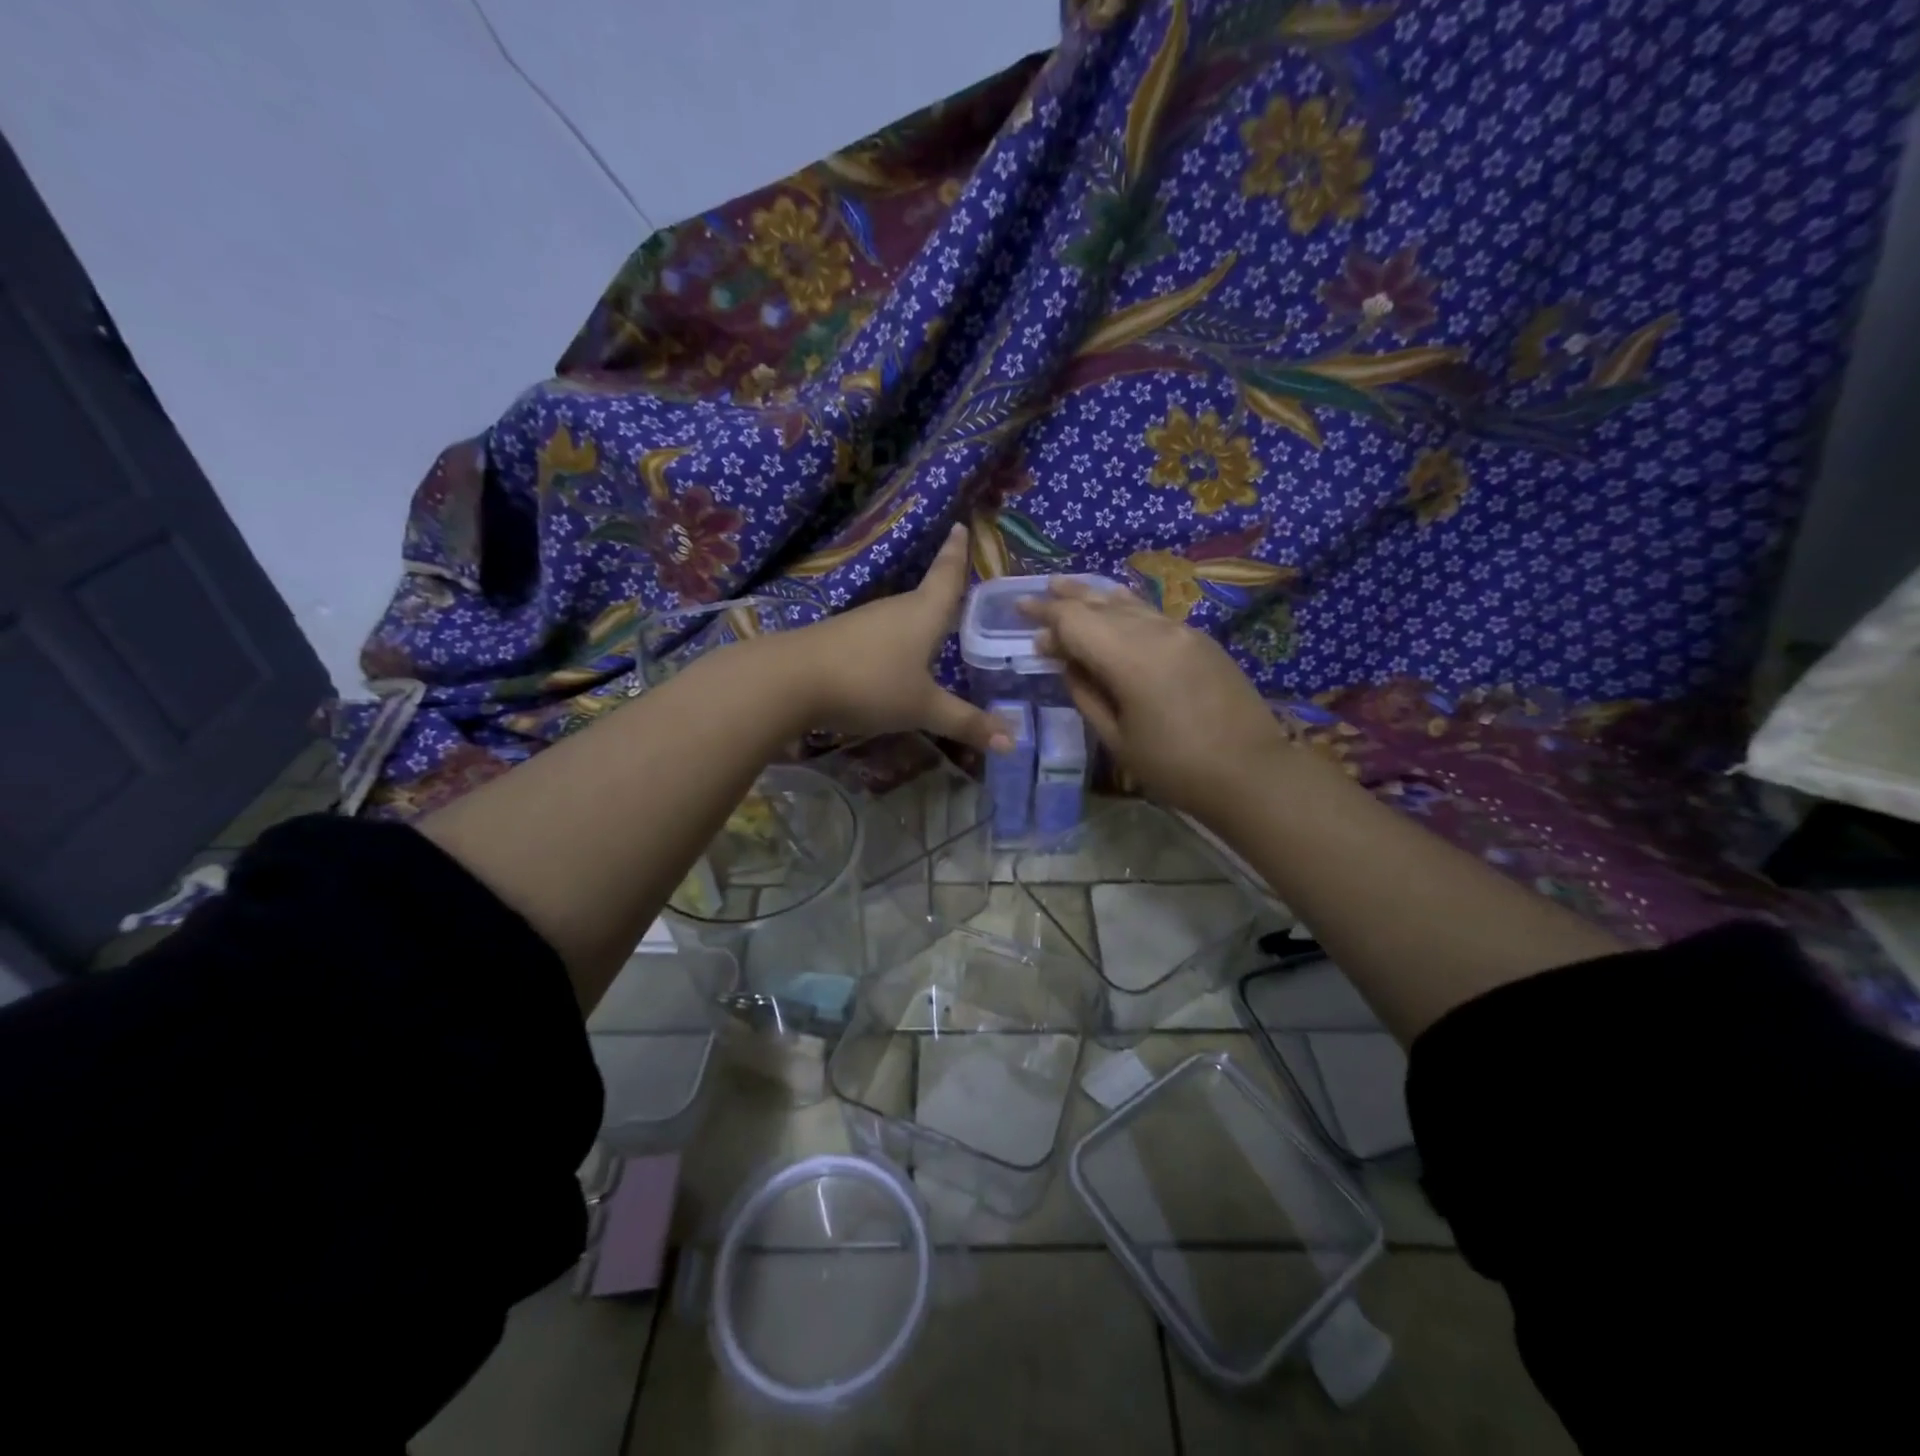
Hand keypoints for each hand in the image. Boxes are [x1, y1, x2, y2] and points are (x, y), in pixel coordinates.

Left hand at [782, 524, 1009, 753]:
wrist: (790, 681)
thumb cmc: (869, 684)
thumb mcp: (922, 708)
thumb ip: (964, 722)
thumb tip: (1012, 742)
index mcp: (923, 613)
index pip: (947, 575)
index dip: (957, 553)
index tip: (960, 526)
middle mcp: (895, 609)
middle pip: (925, 595)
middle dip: (943, 591)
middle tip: (961, 588)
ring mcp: (863, 622)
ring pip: (901, 617)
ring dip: (918, 621)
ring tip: (935, 628)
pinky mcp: (841, 639)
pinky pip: (880, 636)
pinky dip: (895, 643)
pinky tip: (894, 660)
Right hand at [1019, 578, 1289, 814]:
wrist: (1252, 773)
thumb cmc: (1175, 767)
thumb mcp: (1117, 740)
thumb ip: (1086, 694)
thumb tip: (1067, 663)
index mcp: (1130, 659)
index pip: (1075, 621)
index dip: (1045, 616)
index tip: (1021, 613)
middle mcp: (1156, 632)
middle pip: (1100, 604)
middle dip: (1065, 599)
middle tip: (1035, 595)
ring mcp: (1183, 631)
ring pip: (1128, 603)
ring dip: (1094, 596)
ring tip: (1067, 587)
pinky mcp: (1201, 639)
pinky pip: (1151, 613)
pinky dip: (1124, 607)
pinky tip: (1114, 605)